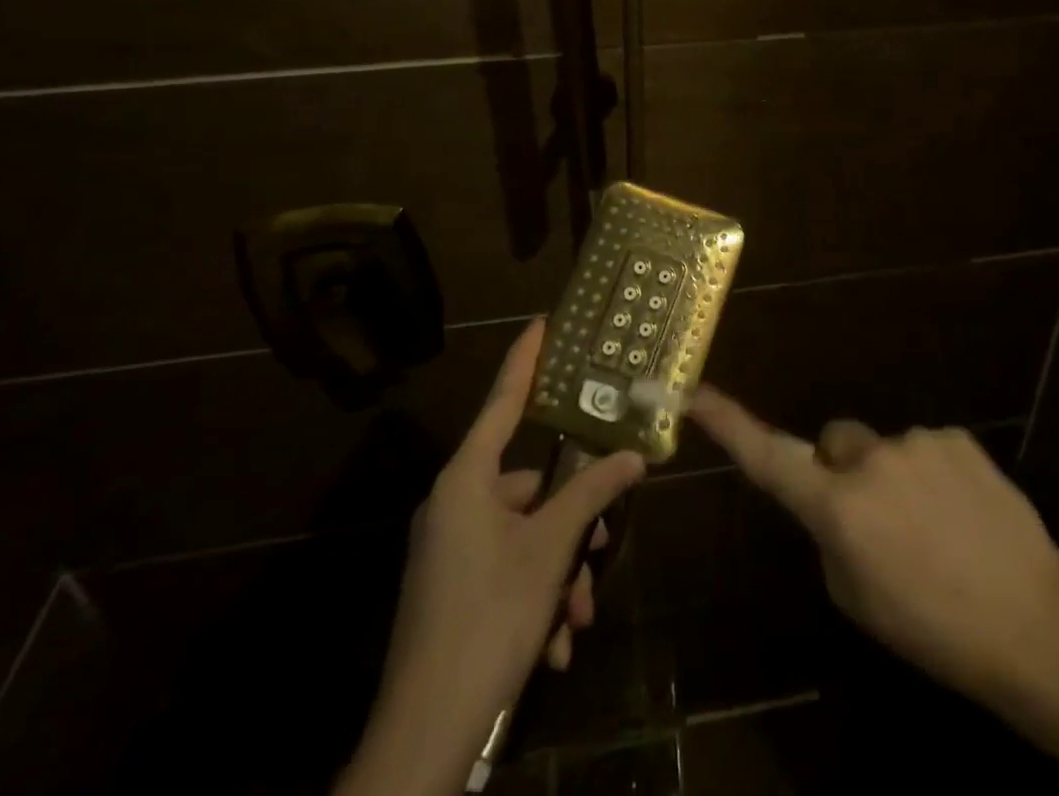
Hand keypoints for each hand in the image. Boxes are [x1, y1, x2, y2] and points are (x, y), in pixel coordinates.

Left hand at [345, 321, 644, 794]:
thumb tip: (634, 456)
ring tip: (576, 619)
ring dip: (558, 572)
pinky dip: (536, 597)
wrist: (424, 736)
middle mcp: (454, 504)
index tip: (542, 323)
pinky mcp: (452, 588)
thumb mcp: (549, 551)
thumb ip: (591, 494)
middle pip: (530, 486)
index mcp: (467, 479)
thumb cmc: (488, 618)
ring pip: (525, 536)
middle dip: (571, 522)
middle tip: (602, 548)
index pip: (503, 401)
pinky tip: (554, 644)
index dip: (526, 360)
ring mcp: (450, 548)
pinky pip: (507, 570)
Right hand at [688, 386, 1058, 707]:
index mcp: (837, 507)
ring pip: (885, 449)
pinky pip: (927, 448)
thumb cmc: (932, 626)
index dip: (729, 425)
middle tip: (880, 521)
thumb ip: (832, 535)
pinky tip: (964, 513)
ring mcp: (915, 441)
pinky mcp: (955, 436)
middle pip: (836, 444)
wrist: (1031, 618)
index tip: (695, 393)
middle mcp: (869, 460)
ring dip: (896, 478)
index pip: (769, 458)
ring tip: (936, 529)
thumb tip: (835, 502)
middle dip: (845, 470)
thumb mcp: (857, 597)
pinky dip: (935, 473)